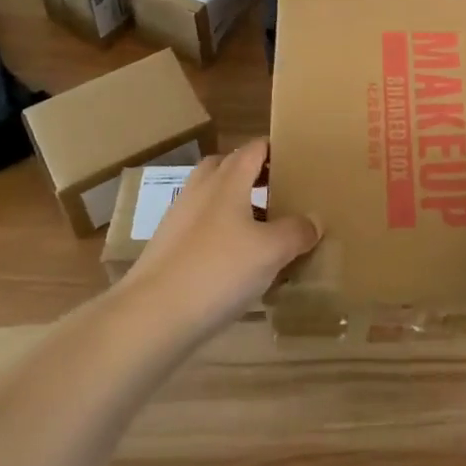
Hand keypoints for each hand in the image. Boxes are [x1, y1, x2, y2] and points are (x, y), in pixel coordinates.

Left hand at [114, 139, 319, 339]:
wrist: (152, 316)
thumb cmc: (218, 270)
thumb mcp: (271, 251)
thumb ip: (296, 231)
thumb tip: (314, 220)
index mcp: (227, 180)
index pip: (254, 149)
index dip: (275, 150)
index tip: (298, 162)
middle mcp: (200, 190)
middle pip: (228, 167)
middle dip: (253, 174)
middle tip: (280, 193)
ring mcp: (179, 219)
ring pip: (212, 198)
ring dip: (236, 205)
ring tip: (263, 230)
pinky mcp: (167, 248)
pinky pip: (201, 227)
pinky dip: (220, 233)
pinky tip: (236, 261)